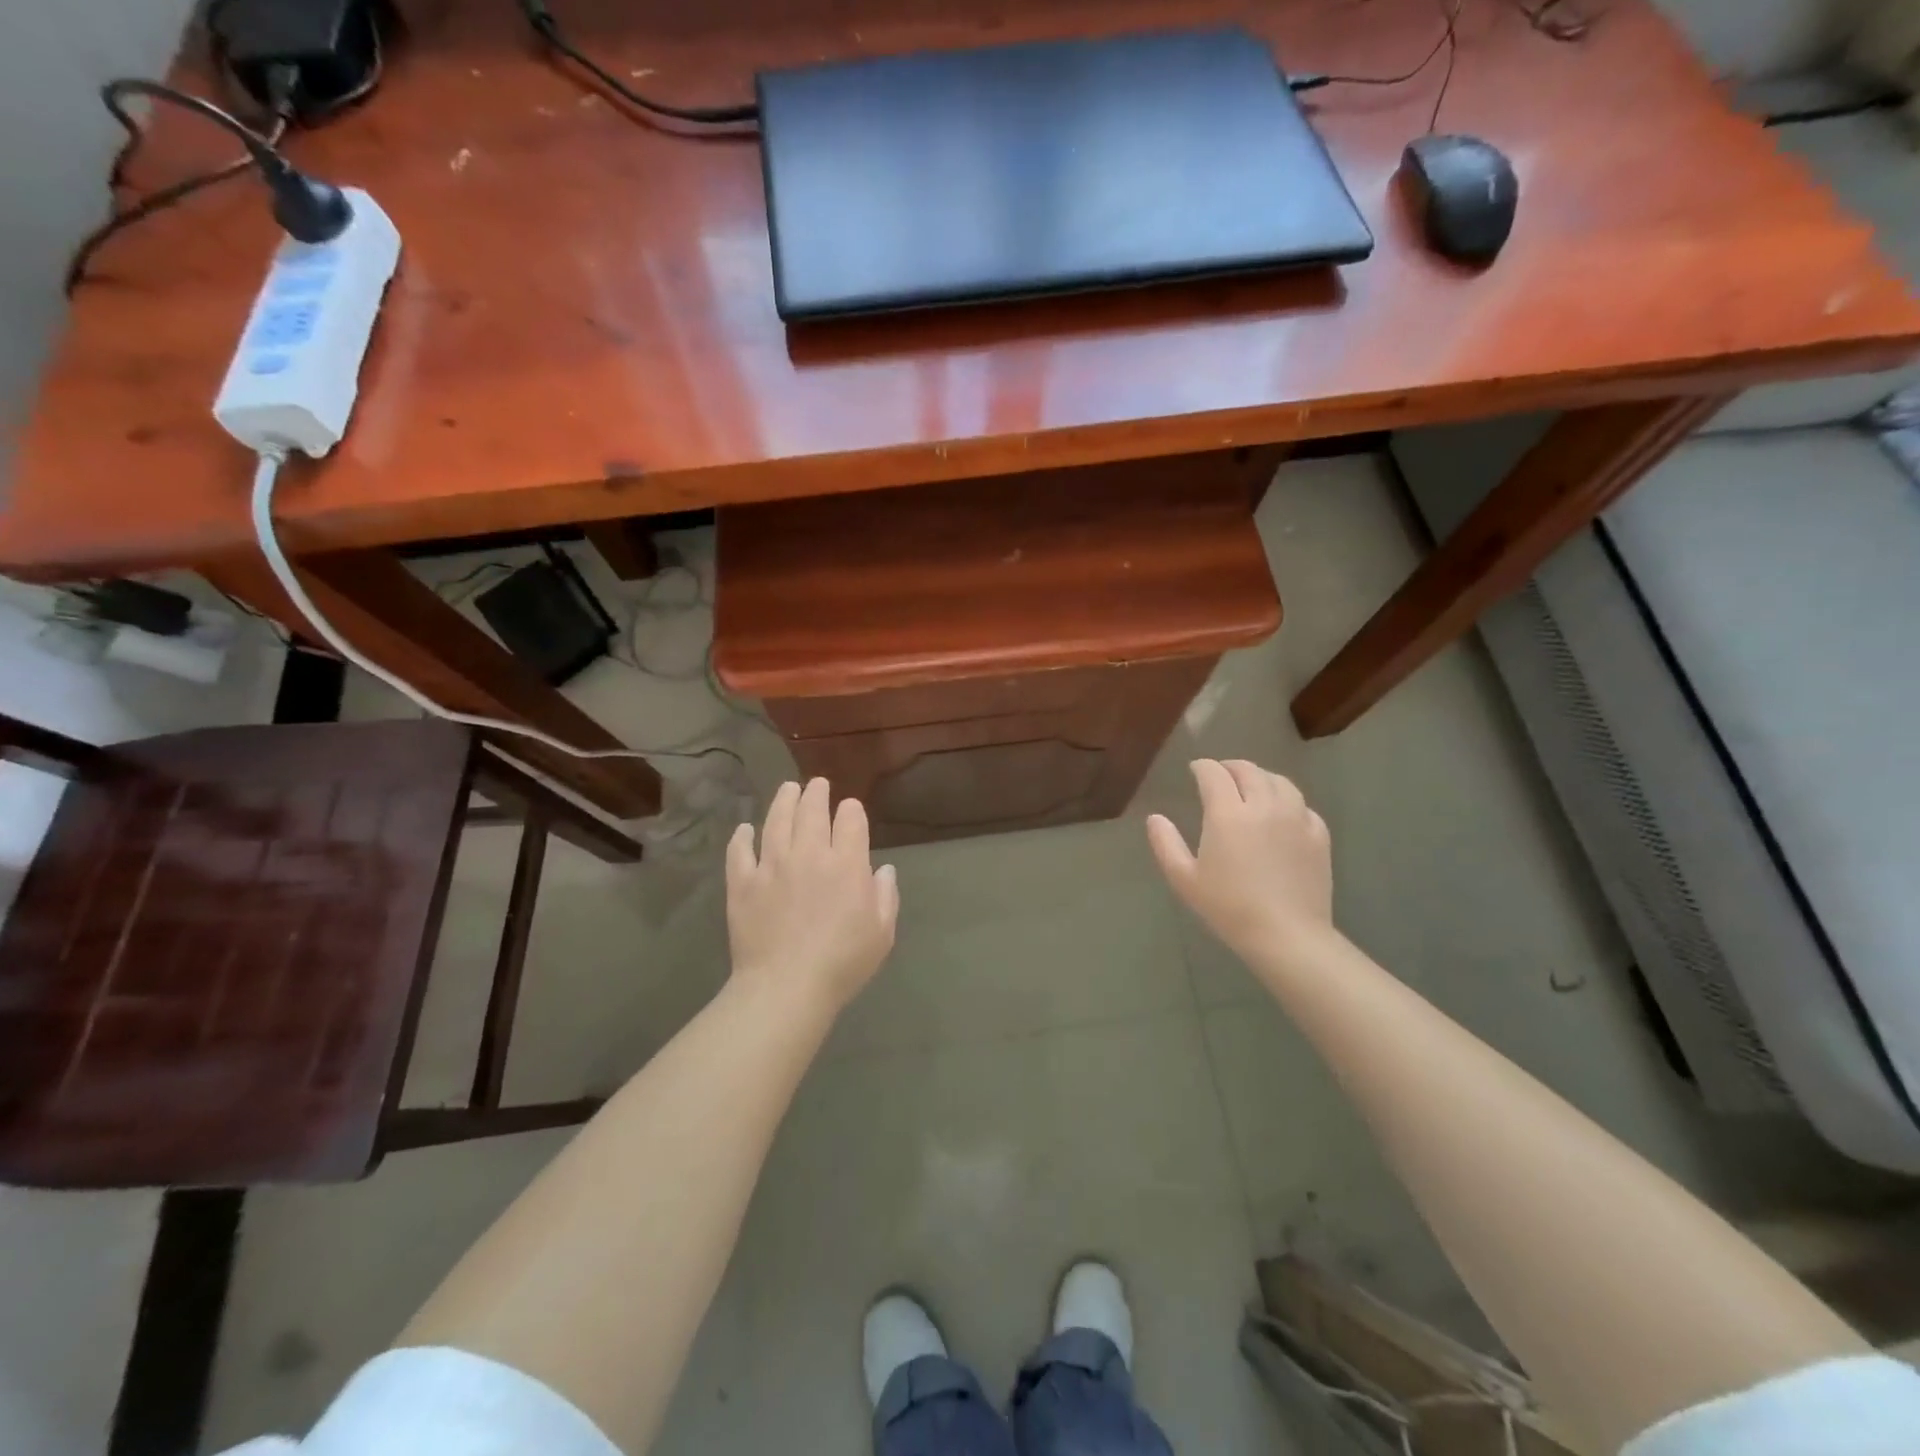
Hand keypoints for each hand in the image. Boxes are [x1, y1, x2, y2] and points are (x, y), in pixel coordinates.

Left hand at [726, 778, 899, 1017]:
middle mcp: (809, 854)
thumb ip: (885, 897)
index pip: (850, 820)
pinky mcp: (743, 883)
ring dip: (783, 801)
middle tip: (817, 785)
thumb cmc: (842, 963)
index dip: (851, 810)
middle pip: (811, 811)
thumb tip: (883, 870)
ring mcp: (772, 866)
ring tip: (788, 790)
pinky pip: (739, 852)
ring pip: (776, 821)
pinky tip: (744, 829)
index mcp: (846, 864)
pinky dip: (742, 837)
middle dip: (816, 793)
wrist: (786, 987)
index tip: (850, 809)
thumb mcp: (882, 934)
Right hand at [1146, 759, 1335, 973]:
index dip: (1202, 767)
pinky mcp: (1318, 835)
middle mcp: (1264, 806)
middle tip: (1220, 773)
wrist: (1287, 935)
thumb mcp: (1184, 879)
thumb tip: (1155, 818)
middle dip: (1230, 767)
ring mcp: (1296, 818)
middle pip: (1248, 771)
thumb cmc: (1229, 907)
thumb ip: (1165, 843)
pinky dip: (1288, 800)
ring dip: (1261, 777)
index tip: (1195, 769)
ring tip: (1252, 785)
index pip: (1214, 774)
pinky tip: (1283, 812)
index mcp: (1227, 813)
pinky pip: (1303, 806)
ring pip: (1280, 782)